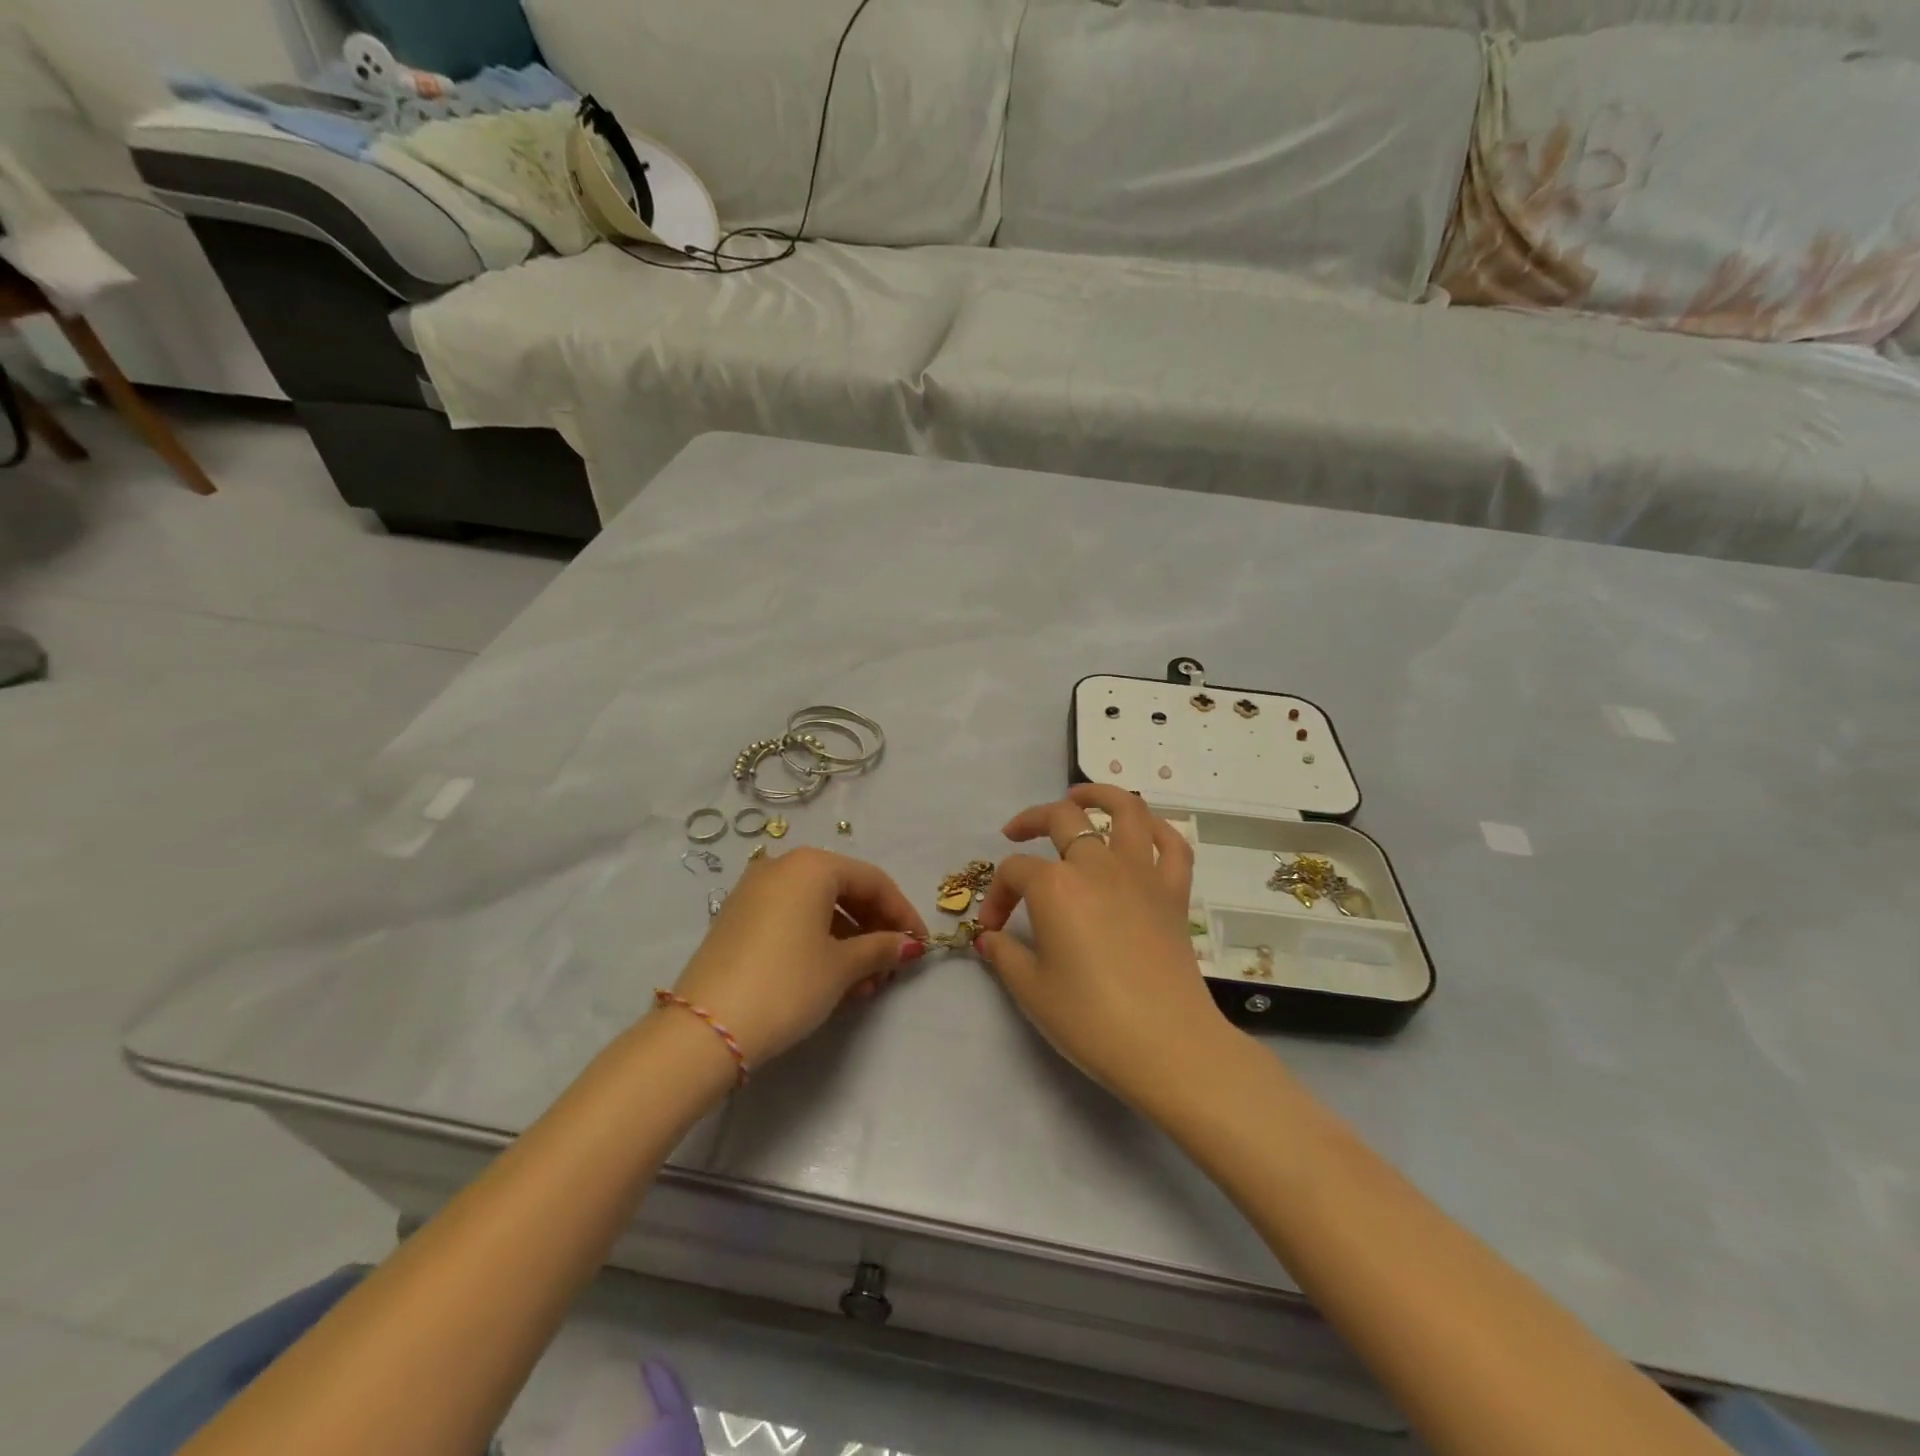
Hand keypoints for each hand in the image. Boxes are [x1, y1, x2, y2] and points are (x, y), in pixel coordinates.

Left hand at [667, 848, 928, 1068]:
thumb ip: (880, 948)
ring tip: (866, 985)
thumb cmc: (787, 984)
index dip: (902, 913)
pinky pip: (792, 921)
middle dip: (874, 930)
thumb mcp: (842, 967)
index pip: (873, 881)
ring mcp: (754, 892)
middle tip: (892, 967)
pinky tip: (834, 981)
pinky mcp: (738, 920)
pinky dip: (818, 944)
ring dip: (849, 943)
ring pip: (818, 910)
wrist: (706, 1029)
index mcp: (811, 865)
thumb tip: (909, 945)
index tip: (920, 945)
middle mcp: (781, 867)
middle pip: (844, 891)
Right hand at [973, 785, 1234, 1108]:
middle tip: (1015, 834)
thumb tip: (990, 938)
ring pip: (1126, 810)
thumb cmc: (1090, 1019)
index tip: (992, 930)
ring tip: (1079, 796)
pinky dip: (1157, 828)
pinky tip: (1141, 829)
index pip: (1014, 873)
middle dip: (1030, 821)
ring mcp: (1141, 874)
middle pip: (1061, 819)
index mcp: (1056, 886)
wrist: (1167, 1046)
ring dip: (1099, 794)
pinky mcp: (1174, 892)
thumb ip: (1004, 954)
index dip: (997, 896)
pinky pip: (1172, 844)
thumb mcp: (1031, 990)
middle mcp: (1098, 865)